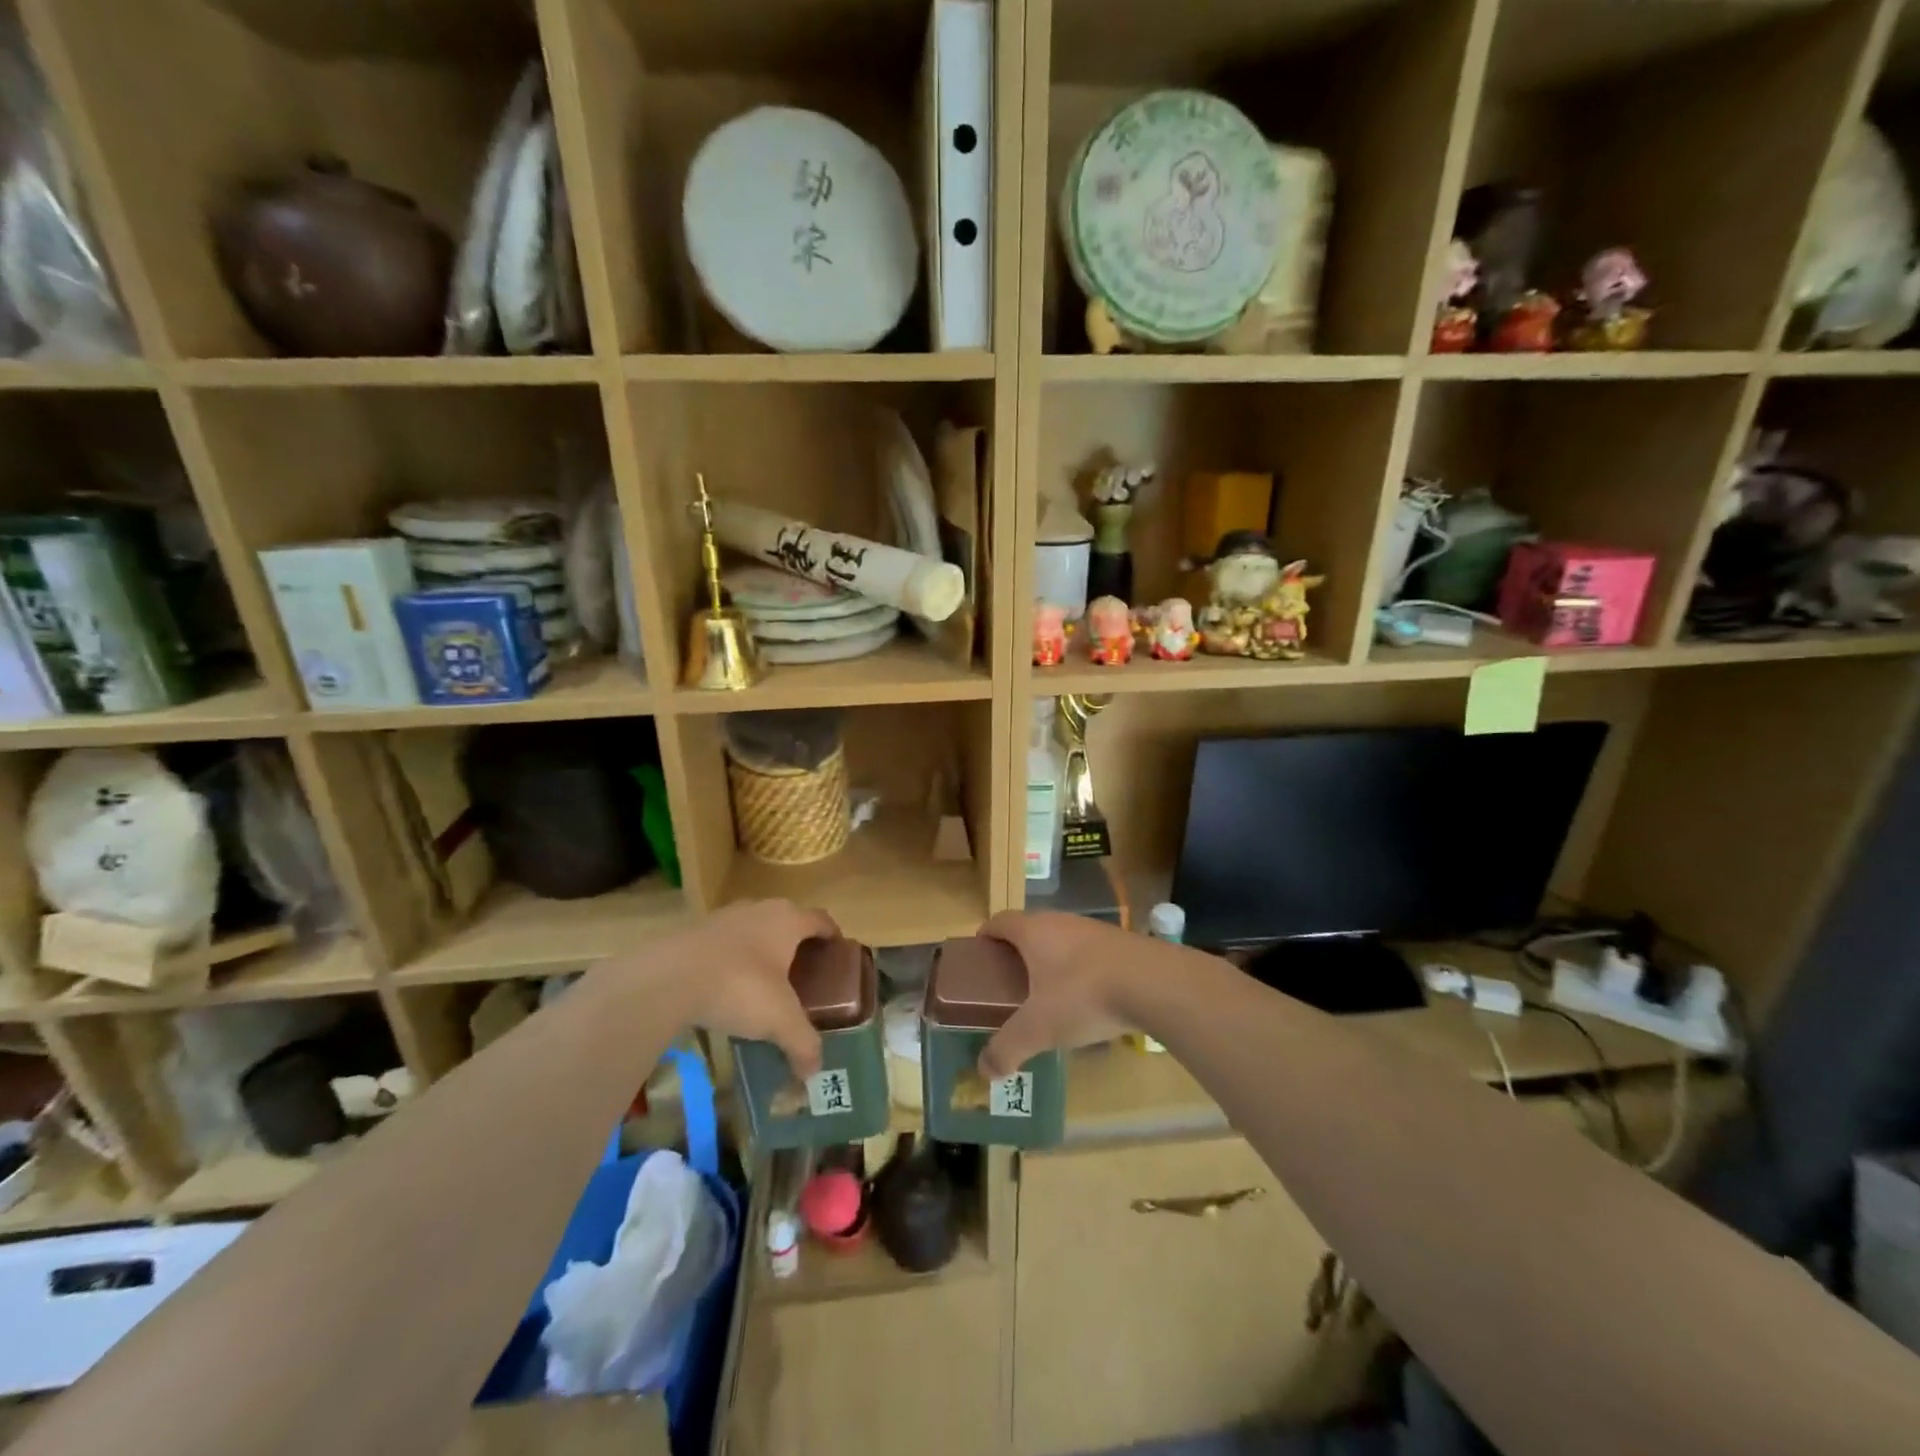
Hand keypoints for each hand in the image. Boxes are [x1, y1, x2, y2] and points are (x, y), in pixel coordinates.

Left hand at [648, 900, 839, 1076]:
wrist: (667, 977)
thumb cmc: (739, 986)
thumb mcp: (779, 1020)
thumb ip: (802, 1043)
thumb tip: (813, 1072)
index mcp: (788, 920)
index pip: (822, 920)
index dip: (833, 937)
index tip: (838, 956)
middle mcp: (760, 908)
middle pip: (788, 922)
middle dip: (798, 946)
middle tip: (805, 977)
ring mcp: (725, 916)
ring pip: (755, 931)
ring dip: (763, 952)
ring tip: (765, 986)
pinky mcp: (694, 931)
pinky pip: (725, 944)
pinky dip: (733, 961)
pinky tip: (727, 989)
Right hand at [976, 911, 1139, 1077]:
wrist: (1153, 983)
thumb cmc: (1083, 995)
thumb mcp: (1038, 1028)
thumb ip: (1008, 1048)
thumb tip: (984, 1070)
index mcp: (1033, 931)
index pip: (999, 921)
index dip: (986, 935)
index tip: (979, 955)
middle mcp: (1060, 921)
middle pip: (1030, 928)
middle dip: (1017, 951)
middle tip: (1009, 981)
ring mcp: (1093, 929)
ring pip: (1061, 939)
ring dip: (1050, 959)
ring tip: (1047, 993)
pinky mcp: (1120, 942)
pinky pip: (1088, 952)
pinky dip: (1079, 969)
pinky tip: (1086, 998)